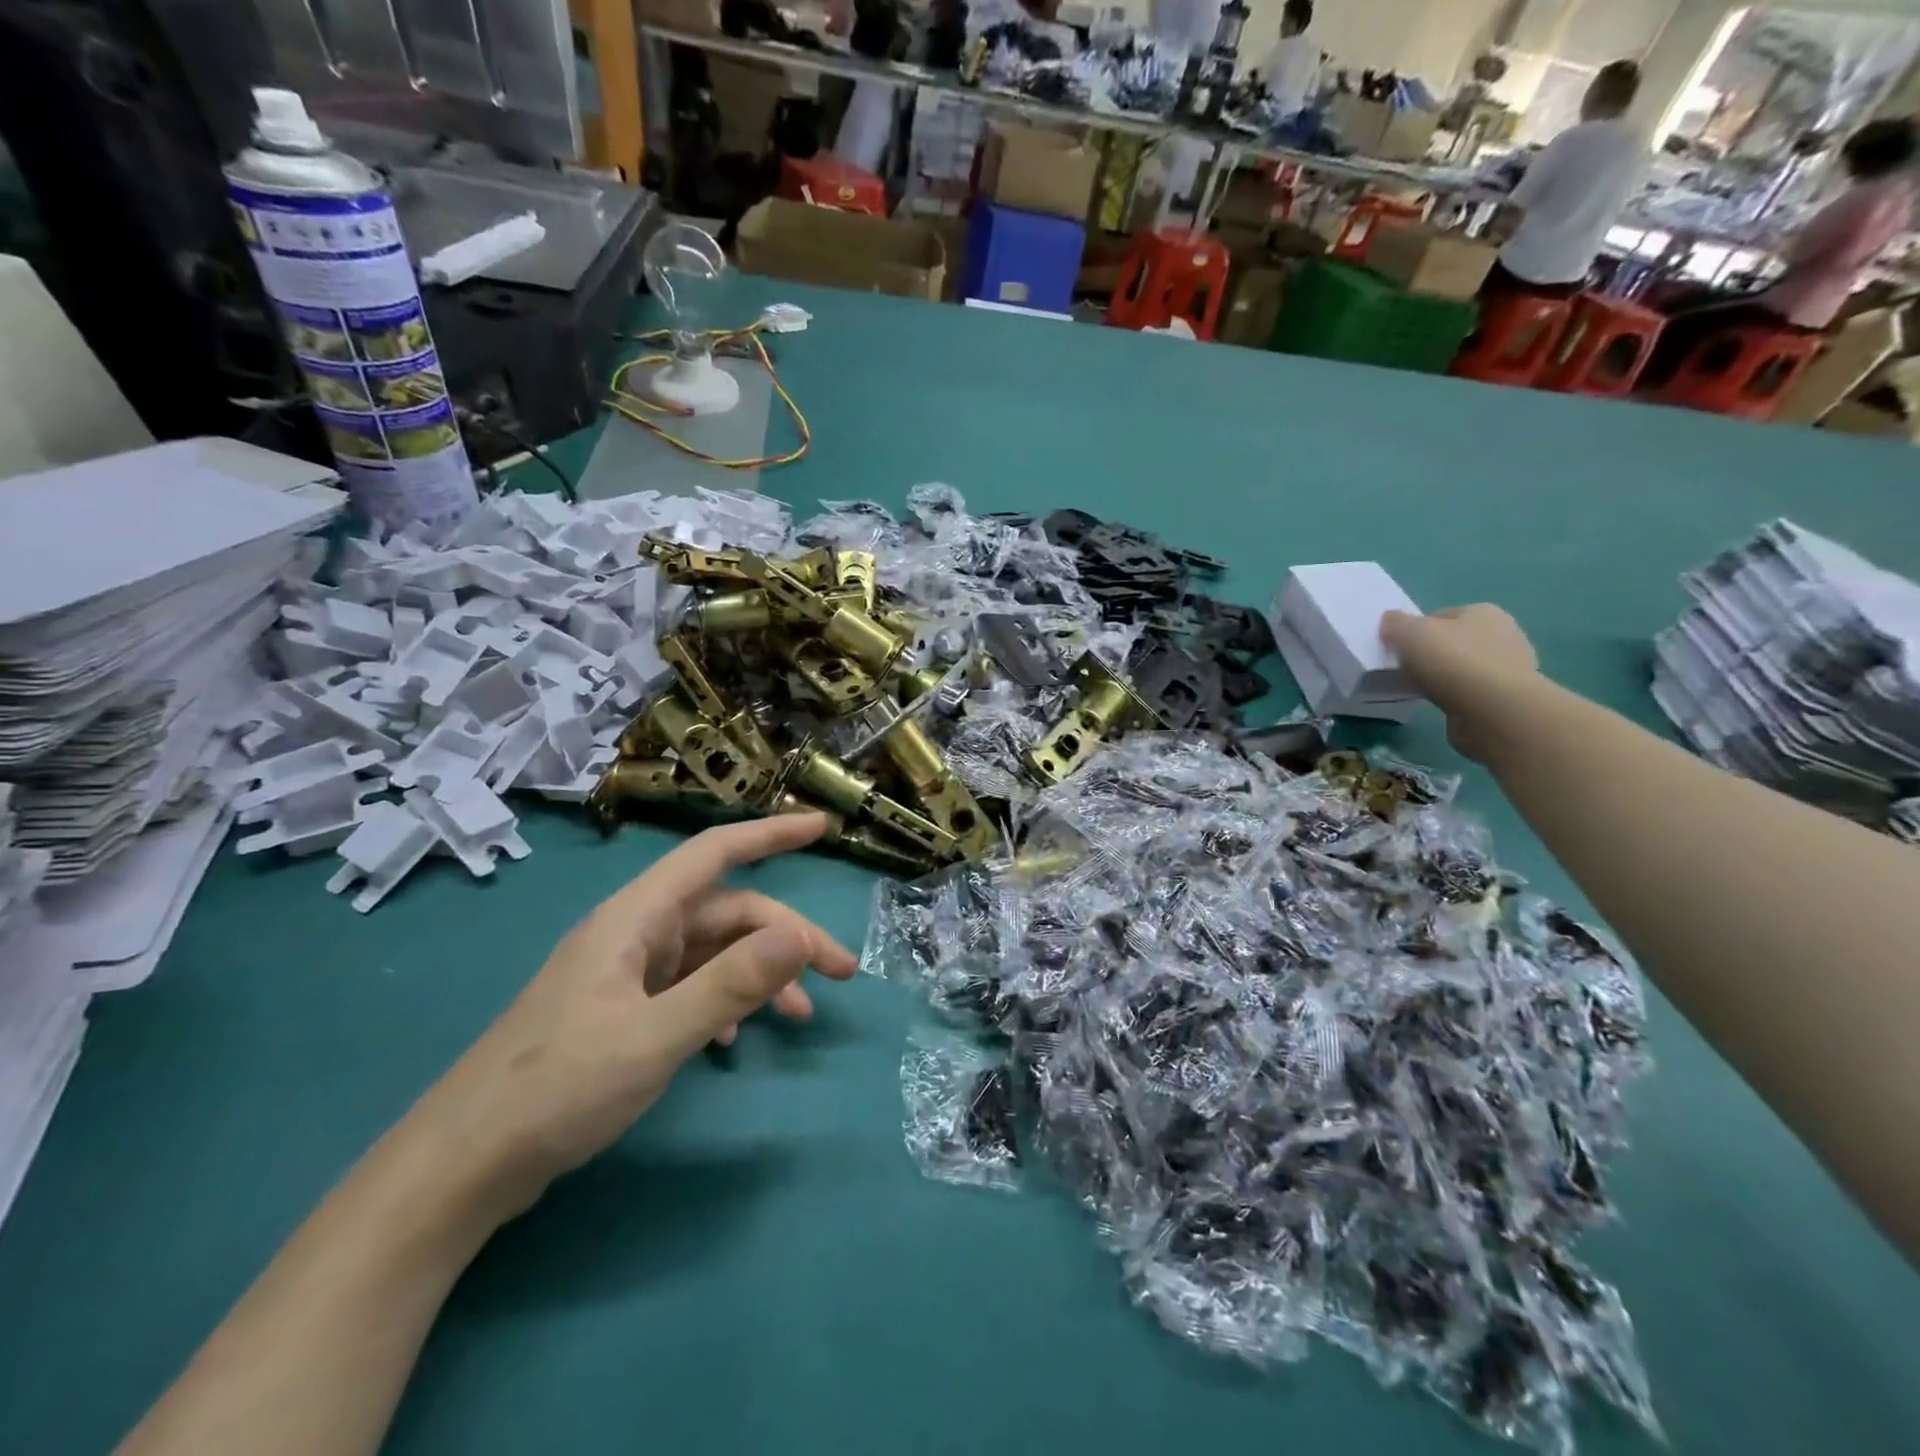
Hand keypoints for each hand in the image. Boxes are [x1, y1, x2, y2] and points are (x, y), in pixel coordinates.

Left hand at [405, 813, 856, 1220]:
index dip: (770, 834)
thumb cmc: (556, 1091)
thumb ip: (731, 985)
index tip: (821, 827)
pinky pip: (691, 986)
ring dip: (762, 973)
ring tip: (801, 1015)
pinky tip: (737, 1039)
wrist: (462, 1166)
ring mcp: (627, 973)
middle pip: (728, 912)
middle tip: (840, 974)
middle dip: (788, 935)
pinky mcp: (622, 1009)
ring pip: (714, 951)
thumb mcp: (655, 1039)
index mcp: (636, 919)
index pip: (714, 853)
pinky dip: (727, 1001)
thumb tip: (800, 936)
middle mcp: (635, 933)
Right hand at [1381, 604, 1538, 762]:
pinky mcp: (1506, 697)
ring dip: (1444, 678)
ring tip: (1421, 691)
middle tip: (1405, 671)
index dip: (1414, 631)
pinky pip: (1470, 692)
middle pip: (1453, 641)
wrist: (1492, 711)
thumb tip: (1391, 621)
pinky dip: (1455, 697)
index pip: (1439, 616)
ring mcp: (1510, 667)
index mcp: (1483, 611)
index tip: (1396, 649)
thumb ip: (1395, 623)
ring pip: (1462, 668)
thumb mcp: (1409, 632)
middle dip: (1431, 654)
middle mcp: (1504, 633)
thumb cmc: (1452, 661)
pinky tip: (1441, 705)